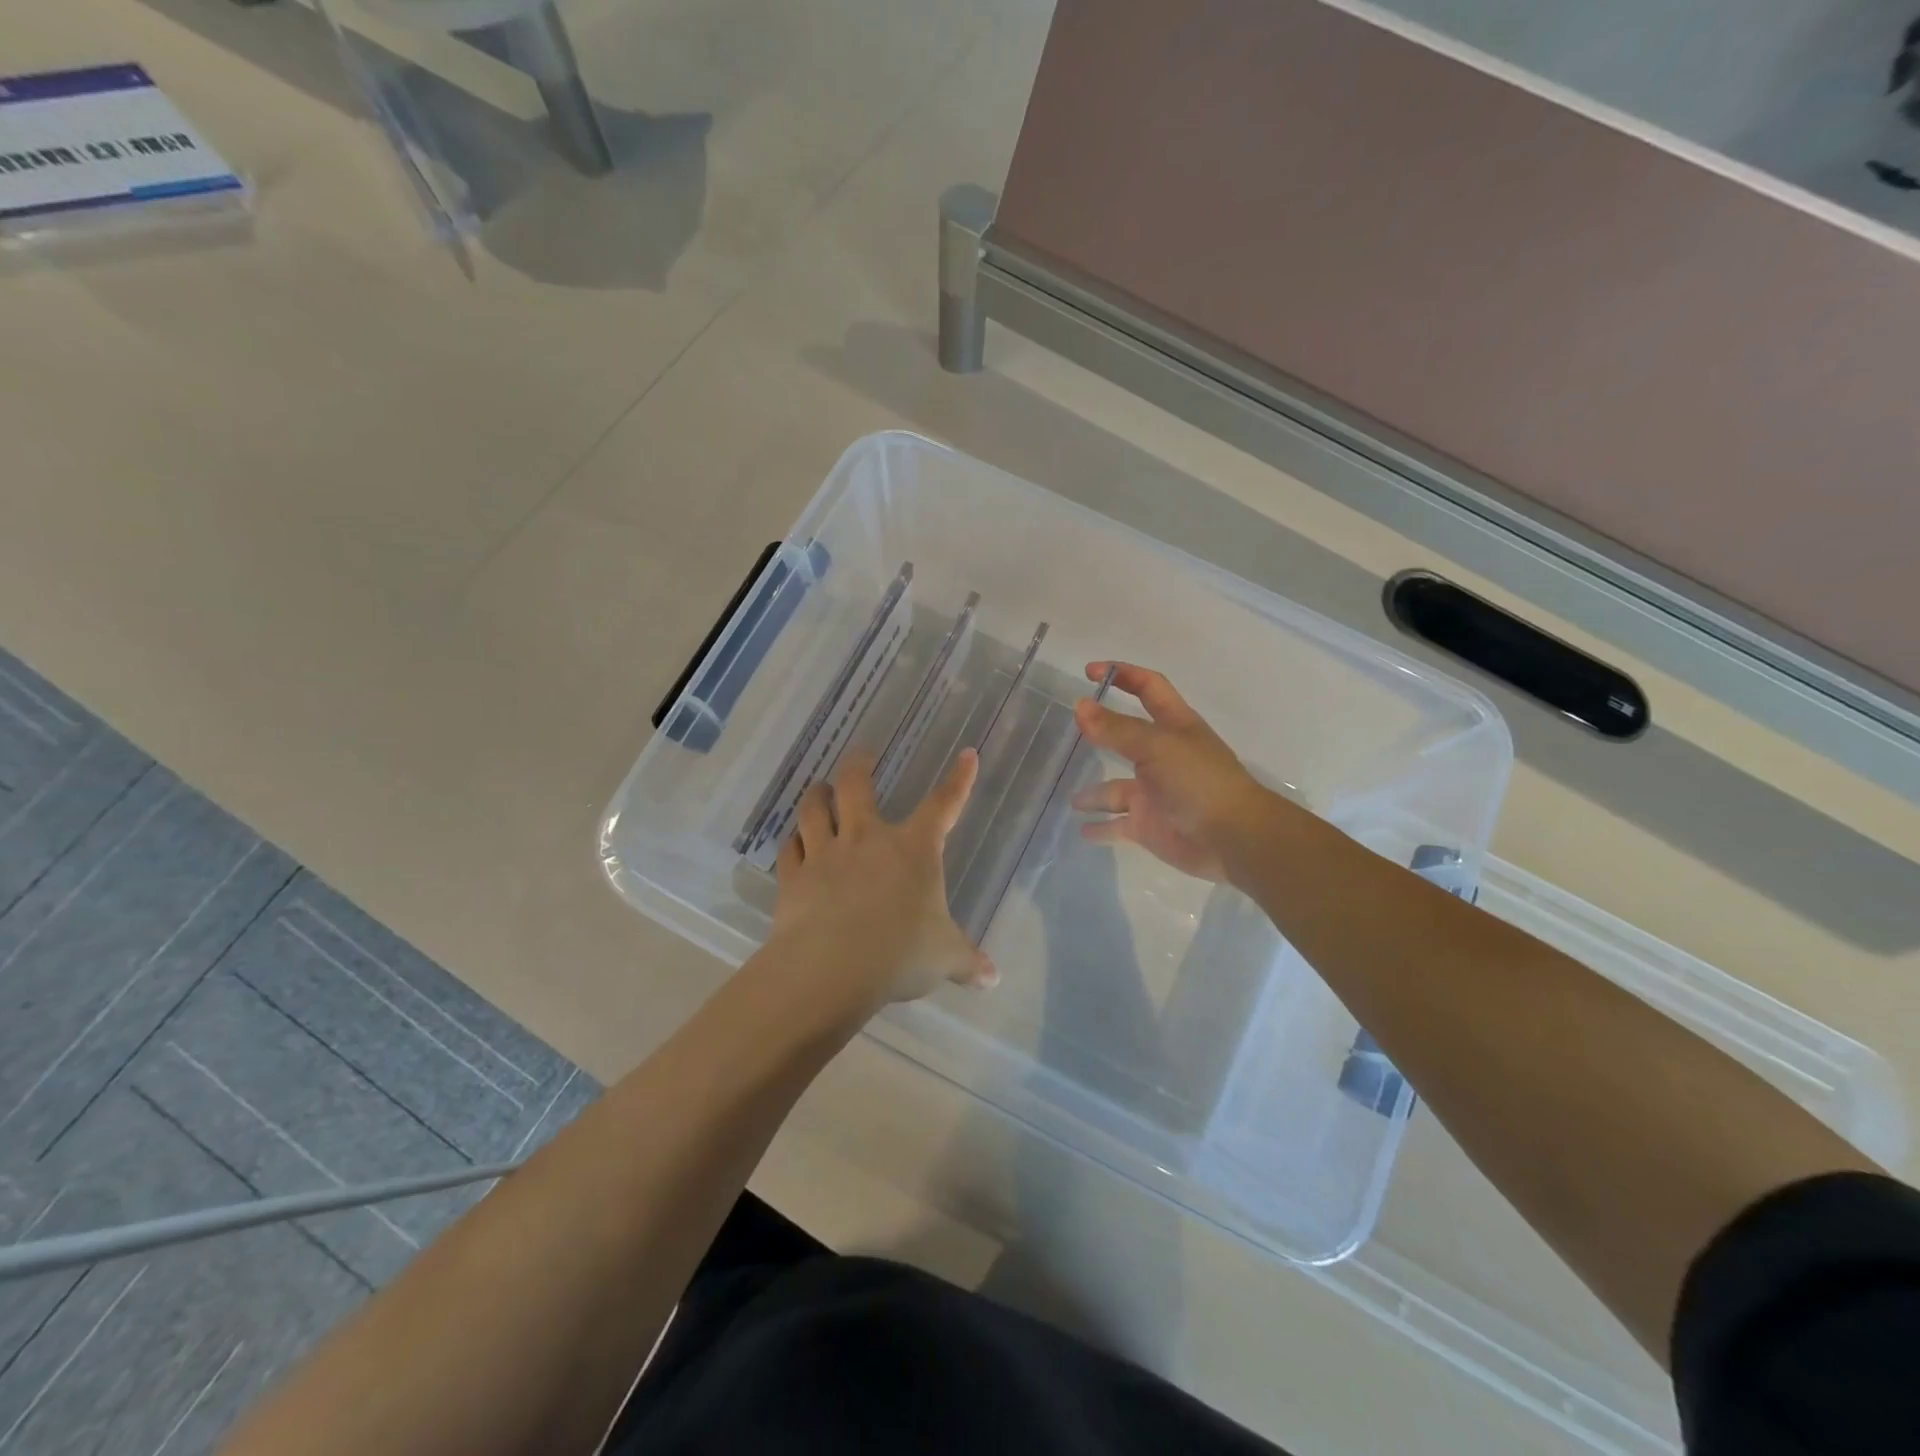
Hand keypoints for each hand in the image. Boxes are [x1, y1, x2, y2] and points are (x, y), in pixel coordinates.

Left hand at [767, 747, 995, 1017]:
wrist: (832, 969)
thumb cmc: (900, 954)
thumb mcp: (944, 958)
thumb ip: (968, 962)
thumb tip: (993, 979)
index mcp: (914, 849)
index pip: (943, 805)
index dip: (959, 780)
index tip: (966, 755)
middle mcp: (867, 839)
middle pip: (857, 786)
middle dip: (859, 764)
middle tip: (862, 754)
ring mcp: (826, 854)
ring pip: (814, 809)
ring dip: (817, 795)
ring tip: (820, 788)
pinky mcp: (794, 877)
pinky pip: (789, 849)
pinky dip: (792, 841)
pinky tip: (793, 841)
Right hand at [1070, 662, 1283, 882]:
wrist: (1232, 838)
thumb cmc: (1199, 781)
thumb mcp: (1157, 746)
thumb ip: (1116, 728)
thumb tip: (1080, 706)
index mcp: (1174, 726)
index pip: (1149, 688)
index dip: (1123, 675)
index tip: (1089, 672)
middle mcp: (1163, 756)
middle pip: (1127, 737)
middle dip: (1102, 733)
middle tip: (1070, 731)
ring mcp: (1155, 793)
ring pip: (1116, 788)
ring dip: (1094, 793)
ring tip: (1072, 799)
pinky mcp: (1149, 826)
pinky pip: (1117, 825)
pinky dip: (1101, 827)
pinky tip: (1082, 829)